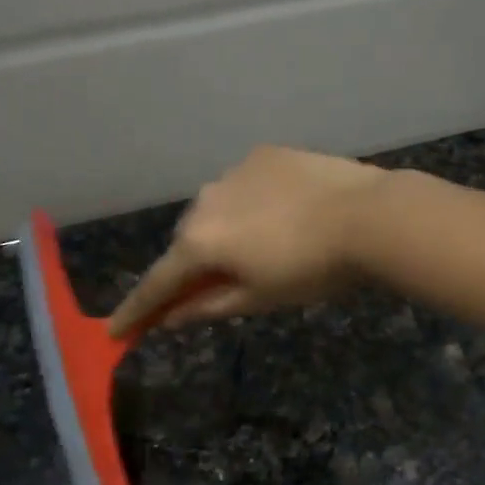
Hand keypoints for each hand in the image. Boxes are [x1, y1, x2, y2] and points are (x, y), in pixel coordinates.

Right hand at [108, 146, 390, 337]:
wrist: (367, 216)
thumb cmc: (312, 270)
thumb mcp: (259, 297)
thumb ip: (207, 306)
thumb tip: (169, 318)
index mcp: (199, 242)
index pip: (158, 283)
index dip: (137, 310)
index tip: (117, 330)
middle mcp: (204, 201)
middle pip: (187, 242)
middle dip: (194, 265)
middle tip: (216, 284)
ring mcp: (233, 171)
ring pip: (215, 209)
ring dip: (224, 229)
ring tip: (264, 244)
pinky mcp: (263, 154)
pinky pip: (244, 185)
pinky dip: (251, 203)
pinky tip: (282, 213)